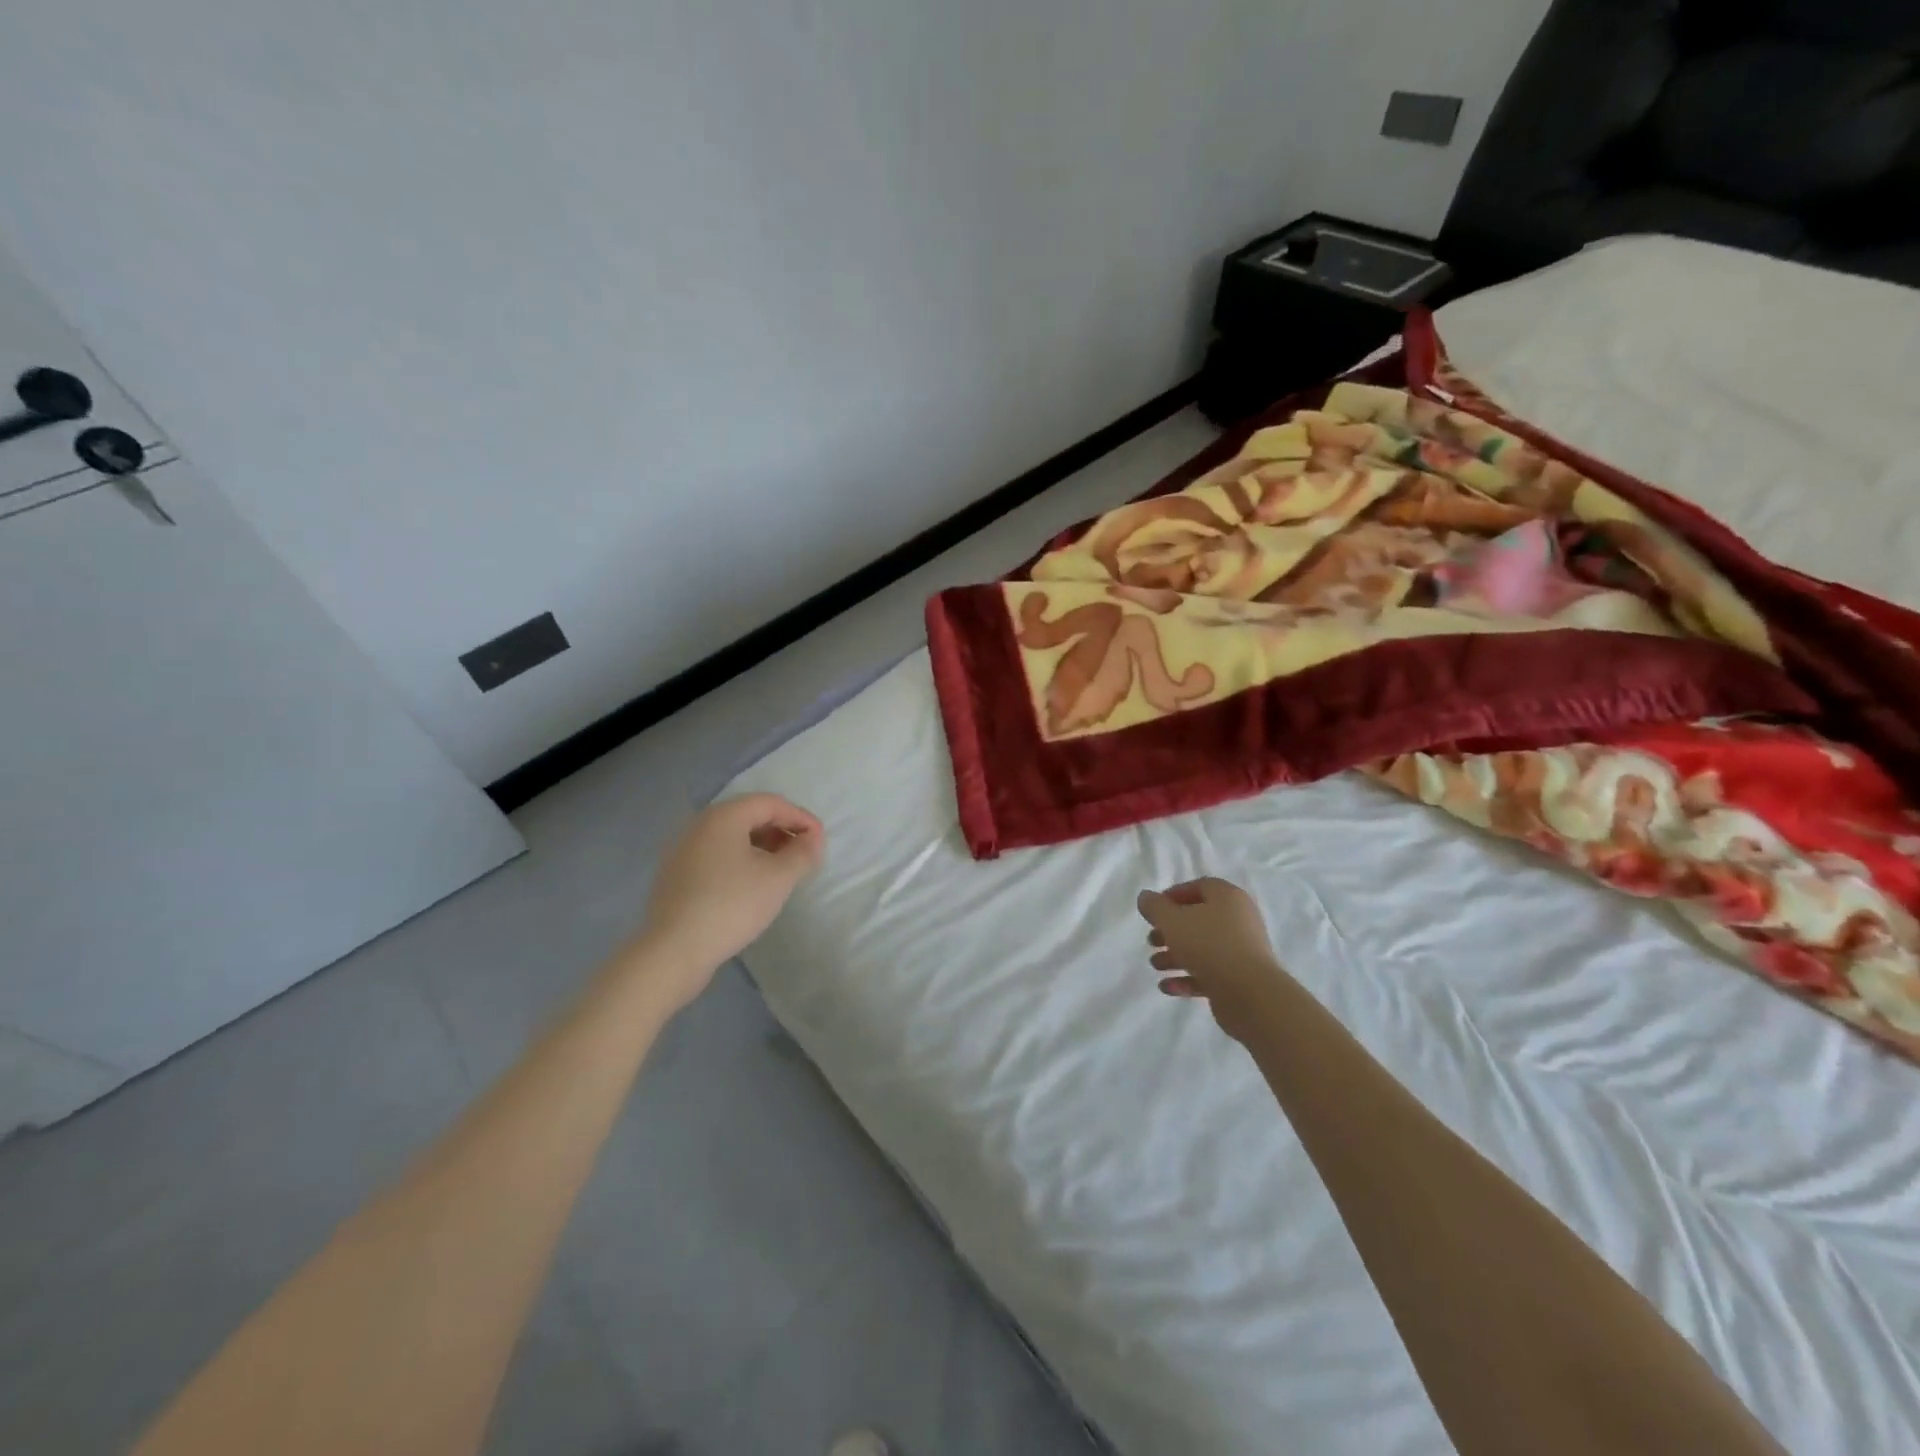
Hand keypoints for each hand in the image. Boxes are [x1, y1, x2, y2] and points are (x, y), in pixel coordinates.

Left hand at [630, 794, 825, 1004]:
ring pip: (732, 836)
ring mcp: (682, 849)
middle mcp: (699, 824)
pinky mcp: (675, 874)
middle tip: (803, 854)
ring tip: (782, 871)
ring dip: (762, 846)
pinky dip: (740, 860)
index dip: (800, 817)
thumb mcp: (778, 878)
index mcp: (723, 816)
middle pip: (749, 815)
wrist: (673, 951)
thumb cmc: (731, 906)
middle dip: (782, 830)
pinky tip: (751, 885)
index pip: (771, 803)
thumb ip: (802, 853)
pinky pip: (716, 855)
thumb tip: (812, 839)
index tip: (820, 841)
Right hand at [1137, 877, 1286, 1042]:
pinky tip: (1167, 987)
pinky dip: (1187, 978)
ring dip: (1175, 955)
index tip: (1154, 910)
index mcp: (1228, 898)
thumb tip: (1145, 897)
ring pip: (1203, 948)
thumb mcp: (1173, 921)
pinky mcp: (1240, 979)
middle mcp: (1239, 920)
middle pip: (1199, 919)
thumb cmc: (1210, 946)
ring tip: (1155, 965)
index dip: (1174, 895)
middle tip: (1151, 940)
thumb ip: (1155, 907)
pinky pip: (1210, 973)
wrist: (1251, 995)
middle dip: (1170, 930)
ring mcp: (1242, 951)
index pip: (1200, 887)